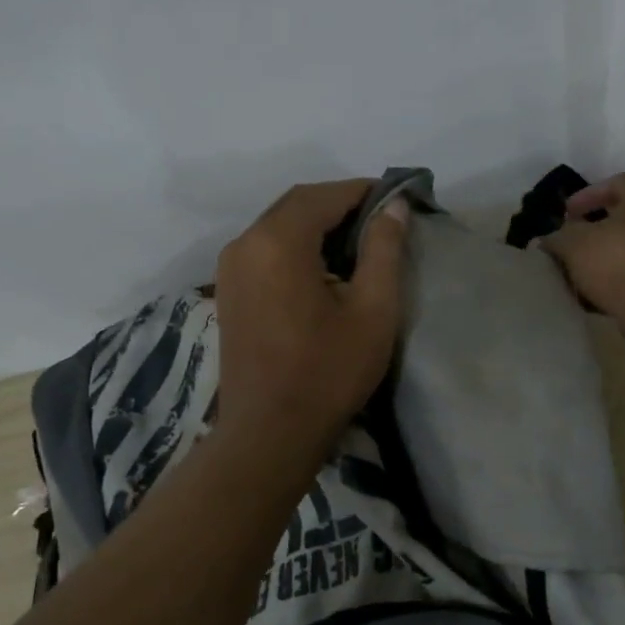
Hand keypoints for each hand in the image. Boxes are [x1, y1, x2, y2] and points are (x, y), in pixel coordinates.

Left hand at [214, 179, 408, 446]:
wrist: (270, 433)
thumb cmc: (329, 372)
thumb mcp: (373, 311)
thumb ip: (384, 250)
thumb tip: (394, 207)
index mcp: (278, 242)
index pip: (324, 195)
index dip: (362, 191)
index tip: (395, 199)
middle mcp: (245, 244)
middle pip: (296, 205)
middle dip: (339, 205)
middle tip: (381, 222)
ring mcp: (230, 269)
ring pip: (278, 226)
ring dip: (317, 226)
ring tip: (358, 247)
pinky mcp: (228, 292)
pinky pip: (265, 250)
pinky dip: (296, 247)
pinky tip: (323, 272)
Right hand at [540, 173, 624, 353]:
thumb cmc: (620, 259)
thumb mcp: (575, 243)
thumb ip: (559, 237)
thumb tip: (549, 239)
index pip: (616, 183)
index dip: (586, 196)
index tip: (565, 214)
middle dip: (596, 230)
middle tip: (571, 242)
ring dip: (606, 258)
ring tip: (579, 272)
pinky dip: (618, 282)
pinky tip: (596, 295)